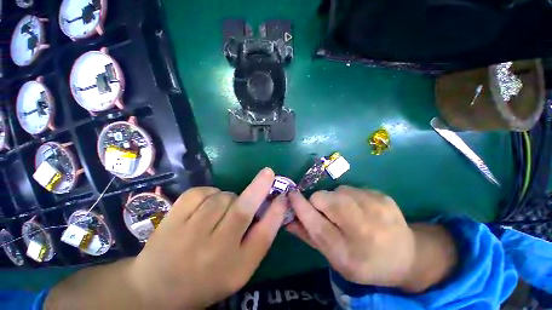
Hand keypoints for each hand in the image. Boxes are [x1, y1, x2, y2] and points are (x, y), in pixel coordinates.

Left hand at [130, 168, 286, 308]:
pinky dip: (209, 193)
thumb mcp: (239, 267)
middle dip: (257, 188)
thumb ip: (259, 237)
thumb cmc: (206, 279)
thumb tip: (274, 204)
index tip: (283, 194)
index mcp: (235, 267)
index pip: (263, 235)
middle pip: (241, 209)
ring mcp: (189, 234)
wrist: (157, 289)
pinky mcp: (172, 219)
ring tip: (220, 210)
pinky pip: (201, 192)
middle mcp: (214, 251)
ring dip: (228, 197)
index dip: (276, 212)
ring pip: (222, 197)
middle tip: (266, 175)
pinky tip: (205, 206)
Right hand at [287, 186, 456, 291]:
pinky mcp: (380, 194)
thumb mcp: (334, 257)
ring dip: (334, 201)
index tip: (290, 195)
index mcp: (347, 248)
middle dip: (319, 205)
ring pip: (335, 191)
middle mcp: (360, 222)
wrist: (407, 256)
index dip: (298, 204)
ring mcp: (373, 203)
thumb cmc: (365, 262)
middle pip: (321, 197)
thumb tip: (288, 219)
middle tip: (331, 218)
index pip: (312, 218)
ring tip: (348, 216)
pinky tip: (362, 211)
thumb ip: (309, 236)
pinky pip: (350, 189)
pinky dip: (349, 198)